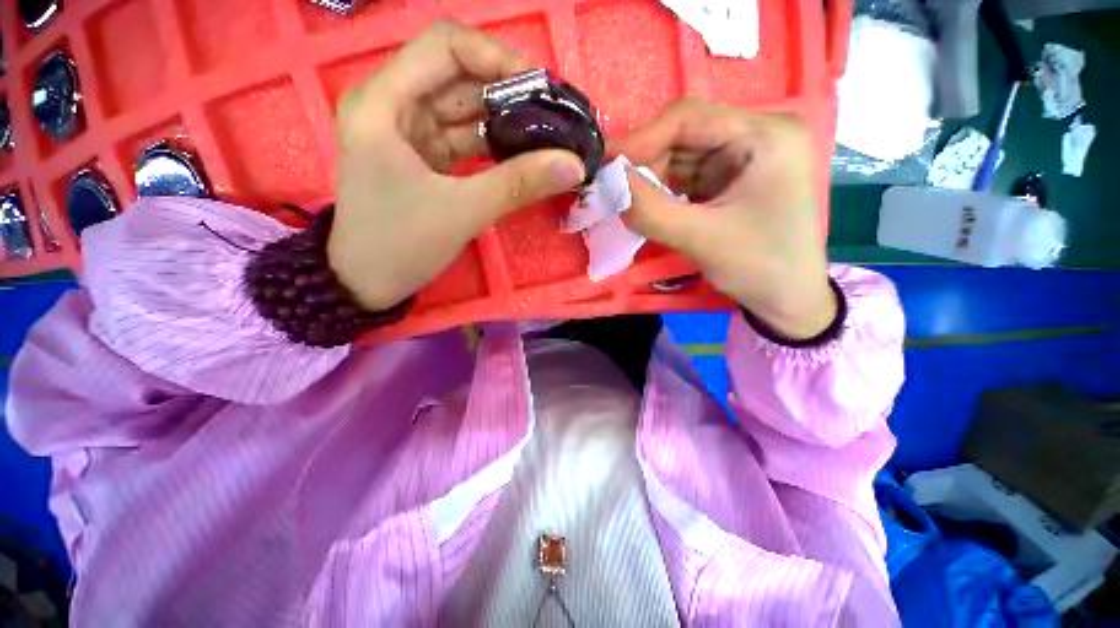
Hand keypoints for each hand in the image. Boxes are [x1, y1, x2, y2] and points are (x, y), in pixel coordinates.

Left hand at [328, 21, 585, 309]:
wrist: (366, 284)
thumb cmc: (399, 245)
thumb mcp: (462, 213)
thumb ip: (518, 183)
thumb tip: (574, 165)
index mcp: (384, 103)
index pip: (445, 46)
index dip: (497, 57)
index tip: (542, 89)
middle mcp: (393, 105)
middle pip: (459, 76)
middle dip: (509, 93)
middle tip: (555, 117)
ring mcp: (409, 133)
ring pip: (464, 109)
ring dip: (506, 121)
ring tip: (548, 137)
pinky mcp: (424, 158)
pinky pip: (465, 139)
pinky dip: (495, 146)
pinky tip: (523, 156)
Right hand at [612, 100, 835, 339]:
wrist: (787, 299)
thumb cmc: (758, 267)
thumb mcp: (701, 238)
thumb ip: (650, 210)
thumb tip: (607, 184)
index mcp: (766, 135)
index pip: (689, 119)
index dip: (640, 139)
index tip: (602, 164)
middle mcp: (755, 135)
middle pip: (683, 136)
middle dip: (643, 163)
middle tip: (608, 188)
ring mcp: (742, 157)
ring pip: (680, 158)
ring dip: (649, 179)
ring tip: (622, 201)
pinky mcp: (729, 180)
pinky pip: (686, 177)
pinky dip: (662, 191)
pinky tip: (645, 205)